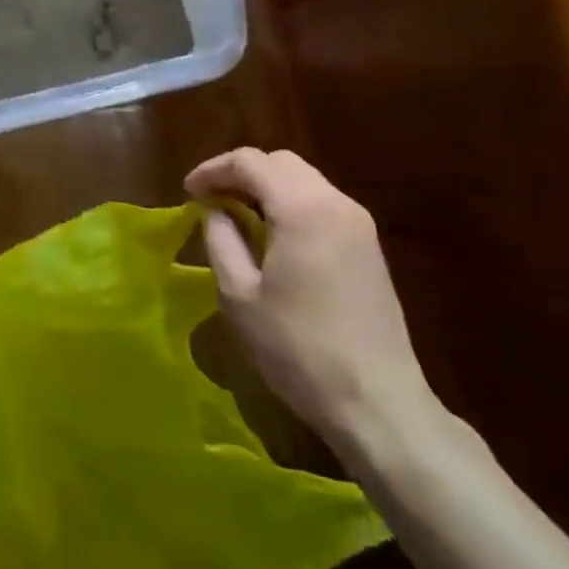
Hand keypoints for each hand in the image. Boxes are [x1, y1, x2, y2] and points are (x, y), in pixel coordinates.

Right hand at [186, 148, 430, 446]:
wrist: (380, 405)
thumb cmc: (299, 349)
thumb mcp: (239, 295)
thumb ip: (221, 239)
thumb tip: (216, 212)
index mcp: (302, 209)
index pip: (250, 162)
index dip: (213, 170)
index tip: (188, 191)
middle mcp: (335, 203)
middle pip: (280, 163)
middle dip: (241, 173)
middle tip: (211, 199)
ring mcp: (359, 225)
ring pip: (303, 180)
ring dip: (267, 187)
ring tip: (237, 215)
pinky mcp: (370, 248)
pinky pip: (321, 203)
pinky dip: (290, 204)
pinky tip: (272, 235)